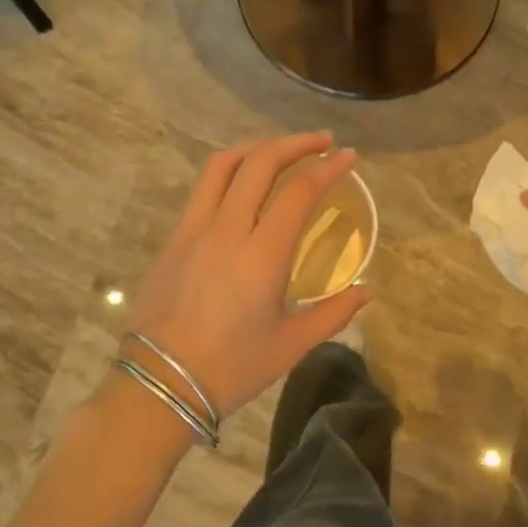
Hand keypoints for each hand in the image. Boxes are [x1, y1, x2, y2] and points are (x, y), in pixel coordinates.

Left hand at [127, 132, 371, 420]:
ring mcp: (193, 229)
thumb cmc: (232, 368)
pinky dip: (230, 171)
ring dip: (257, 147)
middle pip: (260, 162)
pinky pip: (203, 188)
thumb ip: (333, 313)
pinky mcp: (173, 237)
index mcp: (261, 255)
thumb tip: (366, 292)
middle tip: (322, 142)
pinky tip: (243, 185)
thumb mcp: (291, 345)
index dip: (327, 168)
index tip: (348, 156)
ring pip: (223, 165)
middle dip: (295, 144)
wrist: (160, 384)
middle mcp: (226, 229)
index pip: (299, 191)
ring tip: (281, 150)